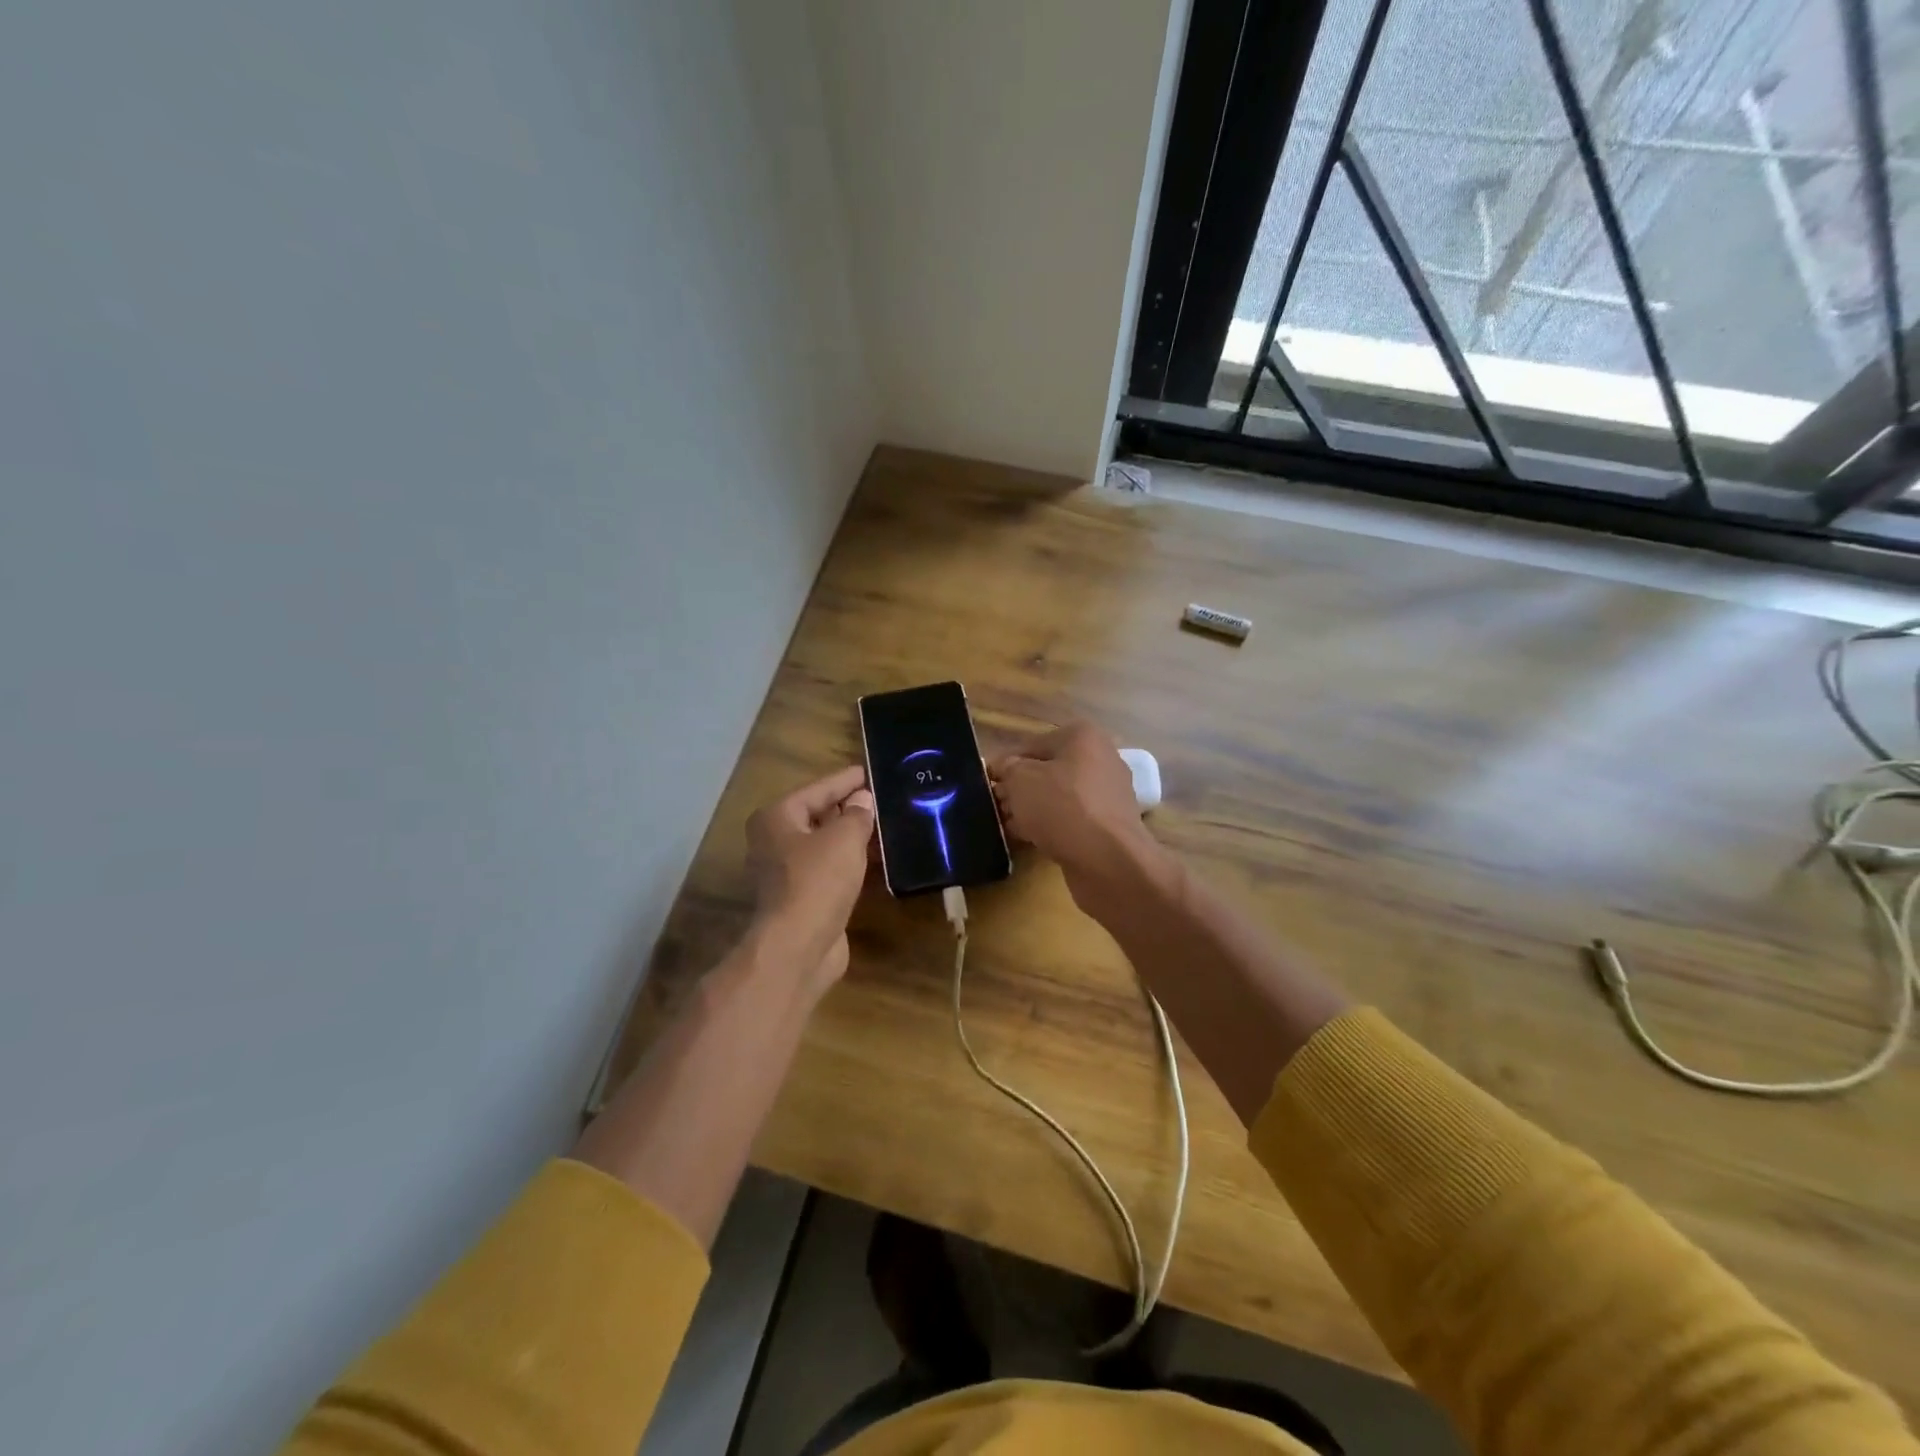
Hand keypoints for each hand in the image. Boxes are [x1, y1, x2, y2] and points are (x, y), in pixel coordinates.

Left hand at [745, 765, 874, 987]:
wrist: (799, 946)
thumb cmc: (818, 880)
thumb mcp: (844, 838)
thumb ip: (857, 814)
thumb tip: (862, 800)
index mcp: (777, 817)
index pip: (818, 789)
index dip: (846, 780)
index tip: (869, 771)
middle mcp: (774, 841)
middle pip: (817, 815)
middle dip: (848, 808)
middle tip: (881, 798)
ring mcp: (785, 872)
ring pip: (823, 845)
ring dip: (850, 837)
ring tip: (883, 825)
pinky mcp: (800, 898)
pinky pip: (828, 869)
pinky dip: (848, 863)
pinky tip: (873, 859)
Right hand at [991, 722, 1157, 899]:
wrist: (1107, 859)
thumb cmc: (1061, 806)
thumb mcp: (1020, 779)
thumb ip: (1007, 769)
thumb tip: (1004, 769)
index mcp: (1082, 736)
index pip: (1031, 745)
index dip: (1005, 765)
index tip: (986, 785)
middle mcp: (1101, 759)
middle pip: (1048, 771)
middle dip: (1020, 789)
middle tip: (996, 808)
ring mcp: (1108, 793)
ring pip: (1059, 797)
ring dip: (1033, 810)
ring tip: (1008, 826)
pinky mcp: (1109, 825)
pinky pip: (1072, 819)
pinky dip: (1052, 827)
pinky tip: (1030, 840)